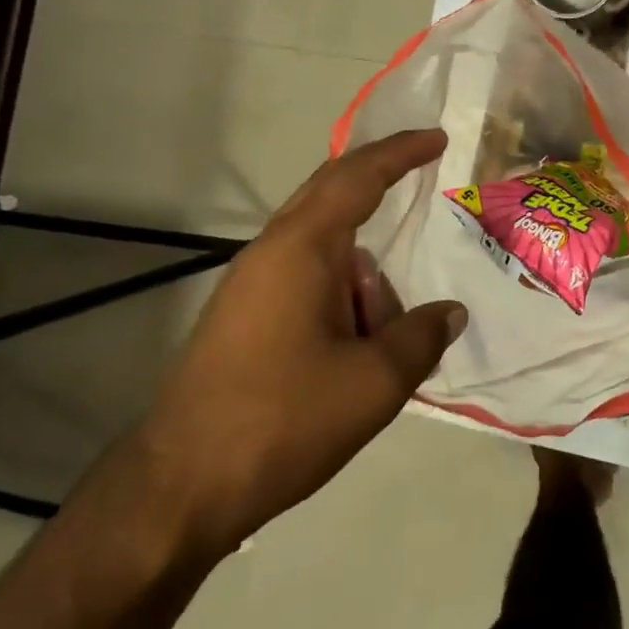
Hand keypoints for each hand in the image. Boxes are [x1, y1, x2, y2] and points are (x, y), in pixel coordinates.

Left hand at [134, 129, 465, 557]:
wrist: (178, 490)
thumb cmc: (282, 420)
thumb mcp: (375, 381)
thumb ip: (422, 336)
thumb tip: (450, 312)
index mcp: (301, 250)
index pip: (357, 178)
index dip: (400, 153)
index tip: (436, 139)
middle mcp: (270, 254)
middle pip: (330, 196)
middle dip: (378, 185)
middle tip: (424, 182)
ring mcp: (250, 288)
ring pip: (324, 252)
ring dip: (364, 276)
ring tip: (390, 335)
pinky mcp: (243, 320)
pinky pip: (307, 283)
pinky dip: (344, 295)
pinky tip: (360, 345)